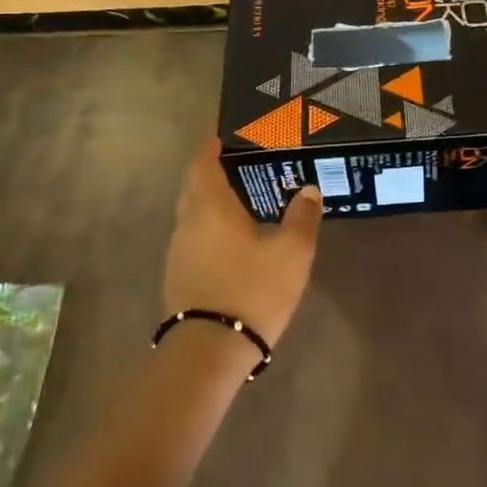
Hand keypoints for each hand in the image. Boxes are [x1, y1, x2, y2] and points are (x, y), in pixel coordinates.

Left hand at [164, 140, 322, 347]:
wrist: (209, 351)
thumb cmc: (252, 290)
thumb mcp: (292, 253)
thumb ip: (302, 218)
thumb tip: (308, 190)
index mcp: (210, 207)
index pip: (203, 163)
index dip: (211, 146)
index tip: (224, 135)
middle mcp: (187, 222)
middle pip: (194, 187)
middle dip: (212, 172)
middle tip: (242, 167)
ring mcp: (178, 252)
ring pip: (192, 215)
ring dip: (211, 204)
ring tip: (242, 203)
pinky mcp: (178, 277)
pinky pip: (193, 239)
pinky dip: (209, 230)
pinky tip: (233, 242)